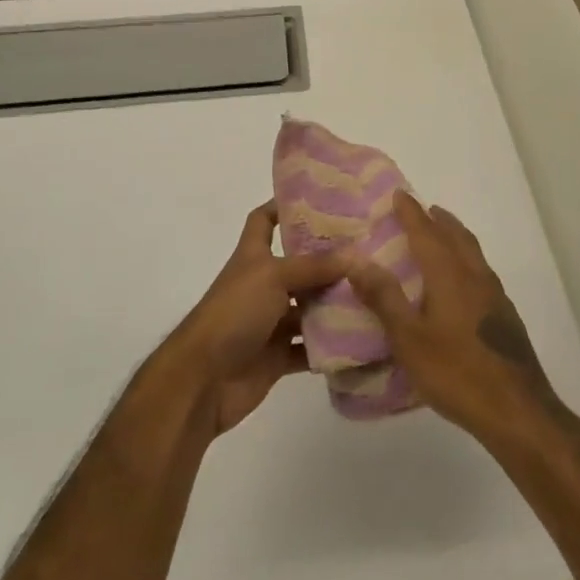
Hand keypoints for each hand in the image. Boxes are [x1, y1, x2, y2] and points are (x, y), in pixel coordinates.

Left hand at [168, 201, 350, 436]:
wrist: (204, 380)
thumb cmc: (234, 313)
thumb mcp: (273, 277)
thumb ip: (314, 266)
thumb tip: (355, 254)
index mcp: (253, 258)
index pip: (263, 220)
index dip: (283, 206)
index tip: (319, 199)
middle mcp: (262, 286)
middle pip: (298, 266)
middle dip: (329, 260)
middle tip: (369, 250)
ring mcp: (270, 322)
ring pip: (308, 308)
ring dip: (335, 304)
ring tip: (376, 293)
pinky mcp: (278, 356)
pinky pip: (311, 348)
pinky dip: (331, 346)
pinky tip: (362, 336)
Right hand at [347, 191, 560, 443]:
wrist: (516, 409)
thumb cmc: (455, 372)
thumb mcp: (409, 338)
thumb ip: (384, 298)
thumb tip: (357, 260)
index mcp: (450, 275)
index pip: (427, 234)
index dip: (411, 213)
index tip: (399, 194)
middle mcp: (475, 276)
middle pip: (457, 237)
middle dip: (438, 220)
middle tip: (423, 210)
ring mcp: (495, 296)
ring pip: (473, 254)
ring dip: (456, 237)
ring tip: (441, 237)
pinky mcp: (505, 316)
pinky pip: (481, 272)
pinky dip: (466, 261)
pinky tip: (461, 282)